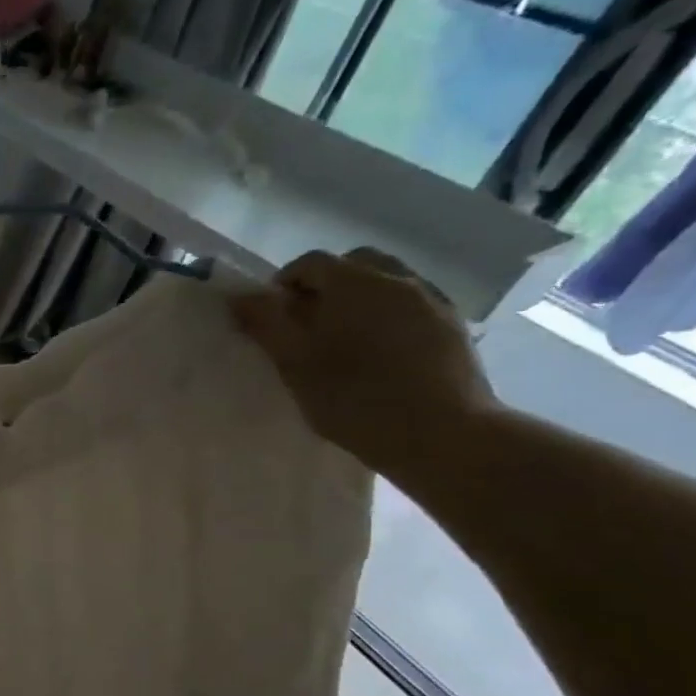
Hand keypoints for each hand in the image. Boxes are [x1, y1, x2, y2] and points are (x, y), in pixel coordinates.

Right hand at [228, 248, 497, 476]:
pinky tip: (383, 353)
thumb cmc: (354, 396)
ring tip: (347, 340)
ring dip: (361, 299)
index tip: (274, 317)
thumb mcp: (295, 363)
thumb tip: (241, 297)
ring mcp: (433, 300)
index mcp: (354, 282)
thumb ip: (266, 324)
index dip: (285, 283)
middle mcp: (397, 279)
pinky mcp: (454, 327)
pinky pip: (412, 305)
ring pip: (388, 282)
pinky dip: (390, 316)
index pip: (311, 262)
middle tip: (309, 324)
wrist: (442, 433)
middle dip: (327, 285)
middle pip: (355, 264)